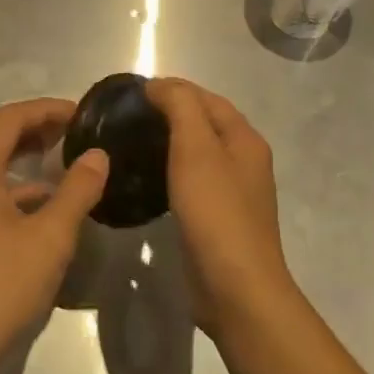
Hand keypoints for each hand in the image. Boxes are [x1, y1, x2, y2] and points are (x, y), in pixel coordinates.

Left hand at [0, 98, 108, 373]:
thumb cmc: (1, 287)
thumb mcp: (51, 237)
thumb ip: (78, 190)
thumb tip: (98, 155)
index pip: (8, 118)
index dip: (46, 109)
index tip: (81, 114)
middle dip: (29, 125)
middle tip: (68, 130)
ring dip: (16, 153)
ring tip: (57, 158)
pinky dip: (7, 183)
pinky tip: (39, 202)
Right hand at [146, 78, 296, 333]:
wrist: (236, 289)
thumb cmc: (216, 213)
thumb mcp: (196, 149)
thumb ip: (180, 107)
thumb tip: (160, 84)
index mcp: (245, 140)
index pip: (207, 99)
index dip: (174, 89)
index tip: (133, 93)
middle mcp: (244, 161)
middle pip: (205, 124)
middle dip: (171, 113)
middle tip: (128, 117)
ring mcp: (233, 193)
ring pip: (198, 154)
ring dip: (170, 142)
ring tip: (132, 143)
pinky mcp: (218, 220)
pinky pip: (192, 182)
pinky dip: (171, 172)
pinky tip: (148, 179)